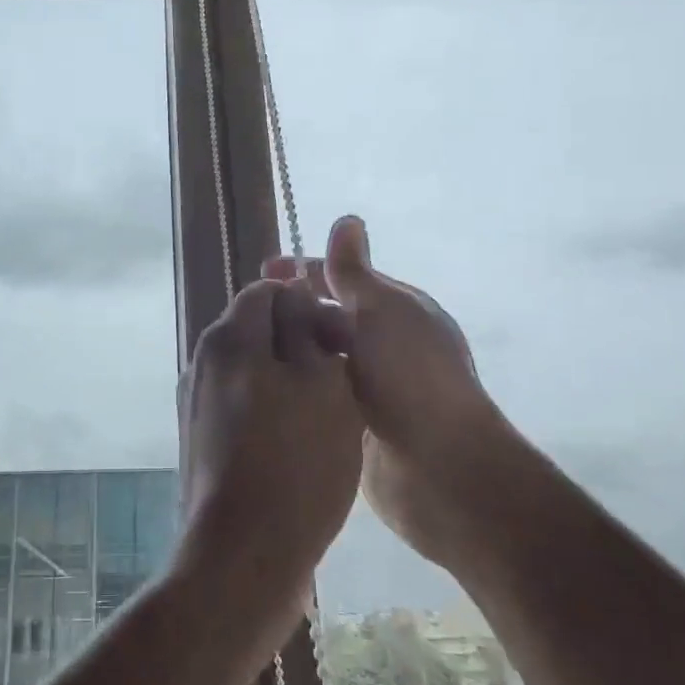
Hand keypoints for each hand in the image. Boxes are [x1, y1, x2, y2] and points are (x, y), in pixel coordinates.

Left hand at [176, 277, 363, 636]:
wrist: (243, 554)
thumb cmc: (295, 462)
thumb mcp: (320, 382)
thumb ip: (306, 328)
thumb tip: (294, 296)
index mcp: (228, 338)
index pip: (267, 290)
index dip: (309, 303)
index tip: (342, 337)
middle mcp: (202, 362)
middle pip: (256, 329)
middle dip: (300, 341)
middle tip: (342, 376)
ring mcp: (196, 404)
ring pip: (252, 369)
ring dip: (289, 378)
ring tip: (329, 412)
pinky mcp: (201, 441)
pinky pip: (242, 405)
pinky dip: (272, 409)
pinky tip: (300, 442)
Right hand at [269, 217, 519, 571]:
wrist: (439, 466)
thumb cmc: (411, 376)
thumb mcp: (381, 311)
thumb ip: (354, 271)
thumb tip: (347, 218)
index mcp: (398, 310)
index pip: (344, 278)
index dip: (304, 271)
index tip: (263, 272)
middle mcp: (386, 344)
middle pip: (330, 316)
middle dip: (292, 311)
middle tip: (245, 317)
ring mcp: (372, 385)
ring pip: (321, 356)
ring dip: (292, 349)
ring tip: (245, 350)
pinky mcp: (357, 422)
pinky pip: (319, 392)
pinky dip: (297, 384)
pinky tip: (265, 385)